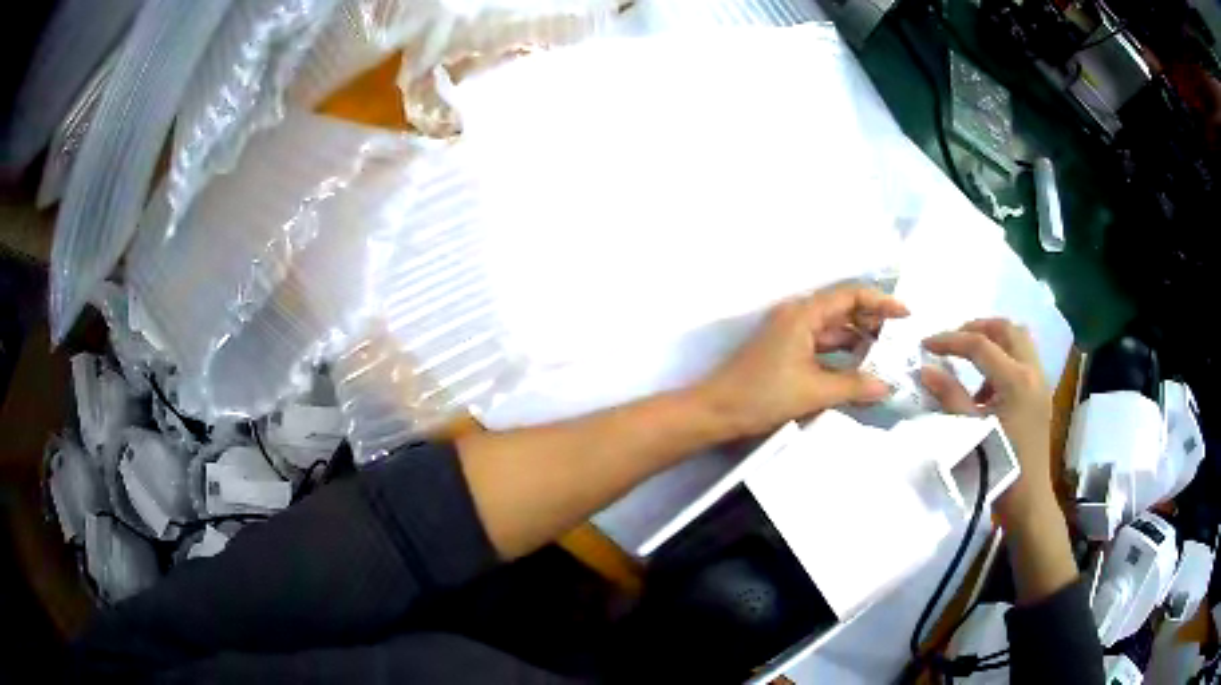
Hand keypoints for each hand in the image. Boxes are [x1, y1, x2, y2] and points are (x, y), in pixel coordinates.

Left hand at [693, 284, 908, 438]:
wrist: (715, 412)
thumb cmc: (762, 395)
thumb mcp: (814, 391)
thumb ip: (854, 385)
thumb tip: (887, 386)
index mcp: (803, 314)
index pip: (849, 295)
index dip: (880, 302)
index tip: (906, 315)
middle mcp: (798, 317)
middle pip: (843, 311)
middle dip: (873, 323)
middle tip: (900, 342)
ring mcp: (790, 335)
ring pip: (833, 332)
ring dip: (859, 342)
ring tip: (887, 359)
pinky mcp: (786, 354)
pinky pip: (822, 348)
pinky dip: (841, 357)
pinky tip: (859, 373)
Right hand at [920, 319, 1055, 524]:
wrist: (1026, 500)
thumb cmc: (997, 468)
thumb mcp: (969, 431)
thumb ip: (949, 395)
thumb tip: (925, 369)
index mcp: (1016, 381)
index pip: (980, 345)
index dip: (950, 340)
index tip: (926, 344)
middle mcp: (1033, 372)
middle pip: (1007, 329)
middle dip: (978, 327)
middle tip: (954, 339)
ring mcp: (1041, 382)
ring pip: (1020, 340)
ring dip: (994, 341)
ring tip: (971, 359)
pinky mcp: (1041, 394)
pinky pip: (1024, 360)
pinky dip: (1005, 359)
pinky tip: (988, 388)